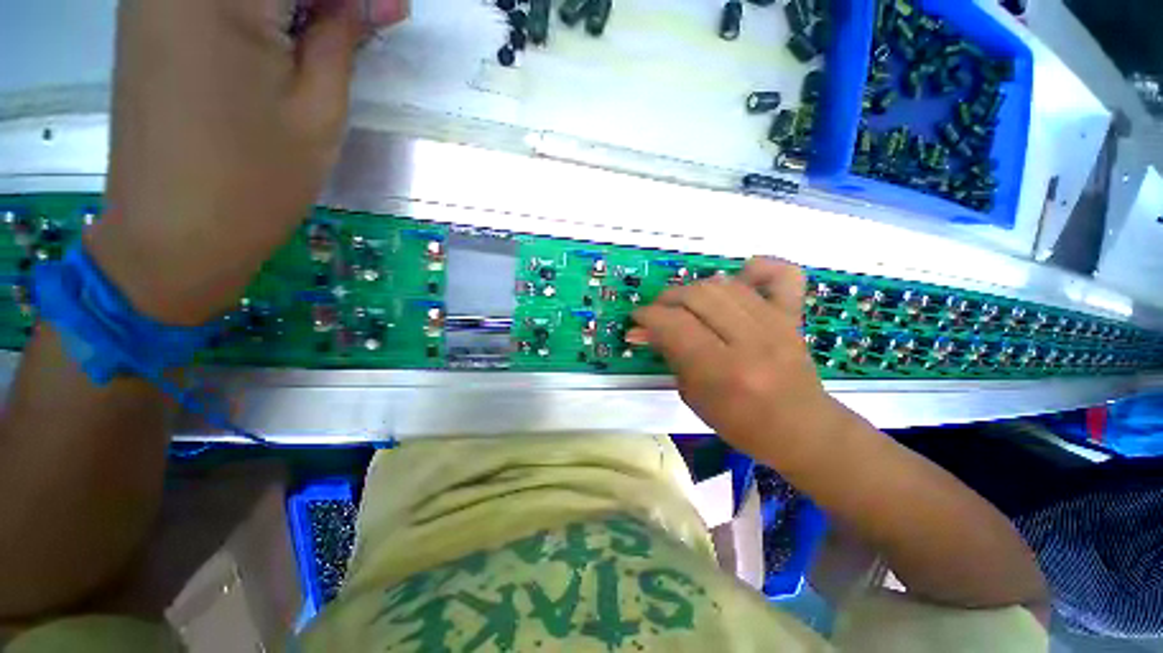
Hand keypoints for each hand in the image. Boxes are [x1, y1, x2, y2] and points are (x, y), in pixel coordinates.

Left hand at [85, 0, 406, 325]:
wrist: (173, 234)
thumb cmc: (254, 180)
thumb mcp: (318, 111)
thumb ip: (342, 39)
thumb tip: (380, 2)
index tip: (393, 9)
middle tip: (361, 23)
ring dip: (292, 4)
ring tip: (328, 34)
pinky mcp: (146, 17)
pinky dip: (258, 10)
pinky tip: (283, 34)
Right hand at [630, 258, 845, 458]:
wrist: (802, 430)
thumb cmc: (740, 423)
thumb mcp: (693, 396)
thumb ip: (669, 356)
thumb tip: (640, 330)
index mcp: (723, 371)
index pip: (675, 325)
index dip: (648, 316)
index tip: (637, 320)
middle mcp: (750, 341)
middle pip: (697, 296)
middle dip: (667, 299)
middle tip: (658, 313)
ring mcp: (776, 324)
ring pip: (724, 284)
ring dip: (694, 289)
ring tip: (685, 304)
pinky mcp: (793, 317)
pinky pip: (782, 275)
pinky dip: (759, 268)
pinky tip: (741, 276)